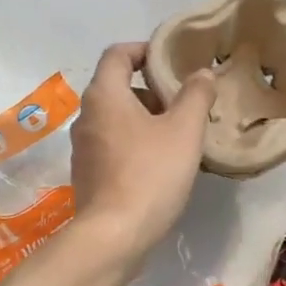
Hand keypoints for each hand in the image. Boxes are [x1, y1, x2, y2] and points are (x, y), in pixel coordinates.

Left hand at [69, 43, 215, 257]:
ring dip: (146, 119)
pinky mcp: (87, 174)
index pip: (117, 54)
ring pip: (116, 118)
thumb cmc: (151, 173)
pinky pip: (113, 145)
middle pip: (118, 87)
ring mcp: (83, 148)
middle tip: (184, 103)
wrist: (114, 235)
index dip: (144, 50)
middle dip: (152, 90)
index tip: (170, 60)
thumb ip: (196, 96)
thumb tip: (202, 73)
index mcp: (105, 96)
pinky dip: (135, 143)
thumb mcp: (184, 130)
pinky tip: (161, 164)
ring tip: (179, 135)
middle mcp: (86, 116)